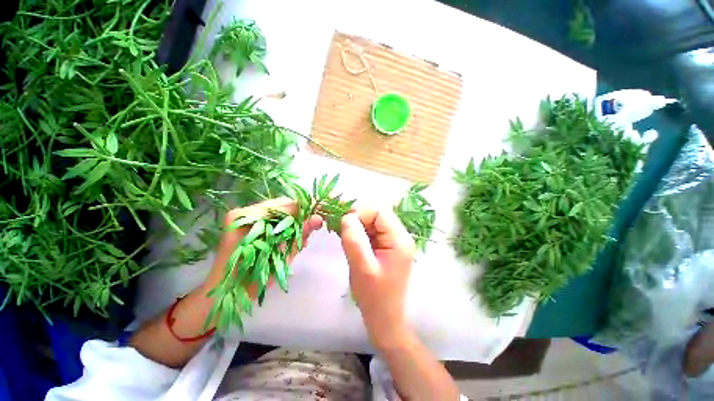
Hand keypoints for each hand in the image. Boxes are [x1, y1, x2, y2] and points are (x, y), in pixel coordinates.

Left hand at [202, 197, 323, 295]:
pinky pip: (269, 216)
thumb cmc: (251, 281)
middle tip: (307, 229)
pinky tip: (285, 235)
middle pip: (281, 205)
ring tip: (297, 235)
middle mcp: (242, 212)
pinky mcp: (243, 221)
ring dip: (290, 220)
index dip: (303, 210)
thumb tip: (319, 219)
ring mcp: (241, 216)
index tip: (316, 219)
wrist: (226, 293)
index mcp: (247, 219)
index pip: (284, 205)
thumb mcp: (281, 257)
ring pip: (277, 210)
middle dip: (297, 215)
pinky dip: (281, 223)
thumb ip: (299, 235)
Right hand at [340, 208, 415, 349]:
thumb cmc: (375, 297)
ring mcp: (392, 242)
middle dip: (356, 217)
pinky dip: (357, 232)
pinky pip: (370, 232)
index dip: (360, 211)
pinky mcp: (384, 247)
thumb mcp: (362, 268)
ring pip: (372, 222)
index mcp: (399, 240)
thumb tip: (347, 217)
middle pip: (376, 215)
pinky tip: (348, 239)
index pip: (380, 212)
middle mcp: (399, 237)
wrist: (384, 320)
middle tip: (338, 225)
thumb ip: (354, 240)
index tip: (342, 220)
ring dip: (356, 225)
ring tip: (341, 233)